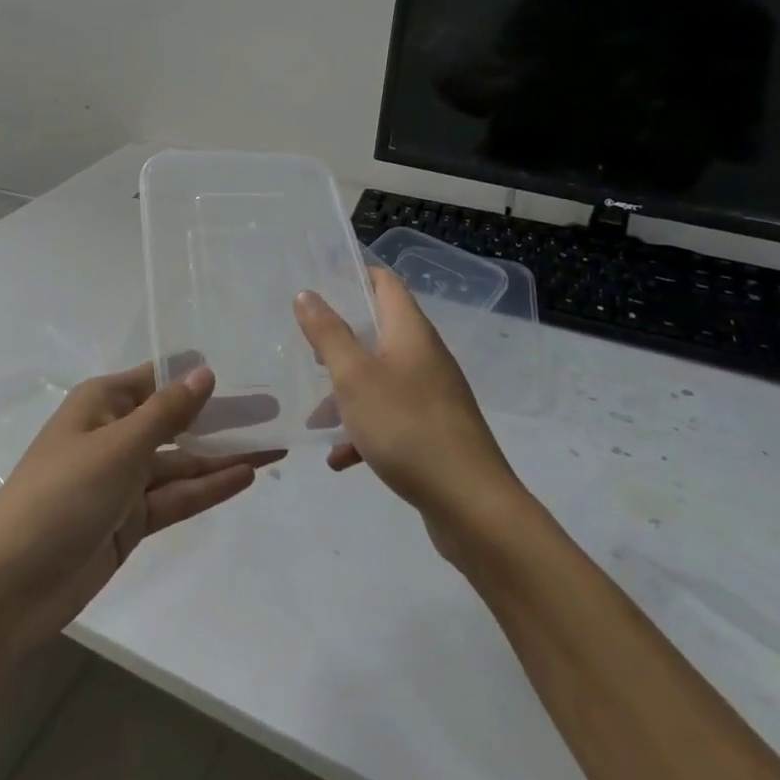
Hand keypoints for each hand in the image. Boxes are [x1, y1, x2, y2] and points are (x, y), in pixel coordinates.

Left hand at [0, 364, 280, 653]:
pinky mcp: (130, 522)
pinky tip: (246, 477)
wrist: (9, 587)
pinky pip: (176, 497)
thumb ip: (166, 413)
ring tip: (275, 447)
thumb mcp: (118, 447)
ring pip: (182, 462)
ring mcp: (123, 481)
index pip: (158, 379)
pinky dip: (208, 488)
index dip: (198, 376)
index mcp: (102, 404)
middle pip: (176, 422)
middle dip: (221, 418)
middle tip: (274, 412)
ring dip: (223, 456)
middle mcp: (114, 435)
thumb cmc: (60, 496)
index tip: (246, 369)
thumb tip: (204, 372)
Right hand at [294, 268, 523, 554]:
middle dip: (341, 339)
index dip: (356, 275)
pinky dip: (365, 430)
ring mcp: (433, 395)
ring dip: (347, 391)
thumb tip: (308, 294)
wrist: (471, 505)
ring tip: (315, 415)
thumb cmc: (406, 427)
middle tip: (308, 348)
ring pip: (381, 378)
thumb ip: (328, 334)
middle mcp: (425, 356)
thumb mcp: (354, 377)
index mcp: (410, 332)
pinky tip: (340, 458)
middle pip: (380, 331)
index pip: (386, 283)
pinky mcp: (434, 431)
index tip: (321, 281)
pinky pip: (391, 418)